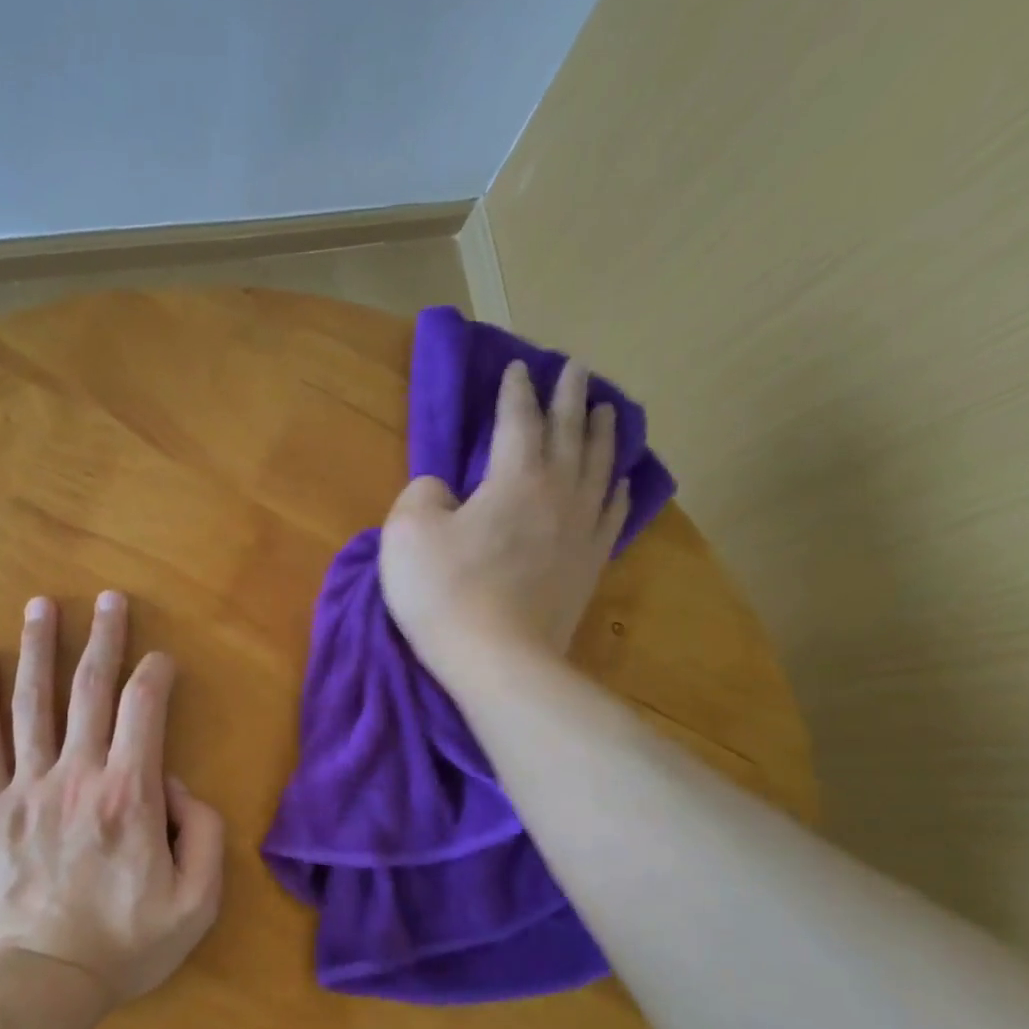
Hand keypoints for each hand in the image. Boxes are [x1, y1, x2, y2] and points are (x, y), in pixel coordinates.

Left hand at [0, 592, 224, 1007]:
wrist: (40, 983)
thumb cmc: (125, 944)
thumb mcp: (197, 902)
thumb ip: (204, 833)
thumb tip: (176, 784)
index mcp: (130, 794)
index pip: (145, 708)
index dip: (156, 673)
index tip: (161, 660)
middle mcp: (78, 775)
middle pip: (90, 689)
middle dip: (104, 637)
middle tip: (109, 597)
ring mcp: (27, 788)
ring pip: (33, 703)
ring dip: (39, 648)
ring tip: (42, 606)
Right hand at [380, 358, 629, 681]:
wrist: (500, 662)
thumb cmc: (446, 594)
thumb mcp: (408, 533)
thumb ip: (423, 494)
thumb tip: (443, 489)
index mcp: (514, 477)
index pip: (518, 419)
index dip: (515, 390)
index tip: (518, 366)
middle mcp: (558, 493)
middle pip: (570, 433)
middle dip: (571, 397)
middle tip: (577, 369)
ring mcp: (581, 531)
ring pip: (600, 467)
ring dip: (602, 434)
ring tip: (607, 411)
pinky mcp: (590, 567)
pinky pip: (611, 514)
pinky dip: (617, 489)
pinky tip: (620, 481)